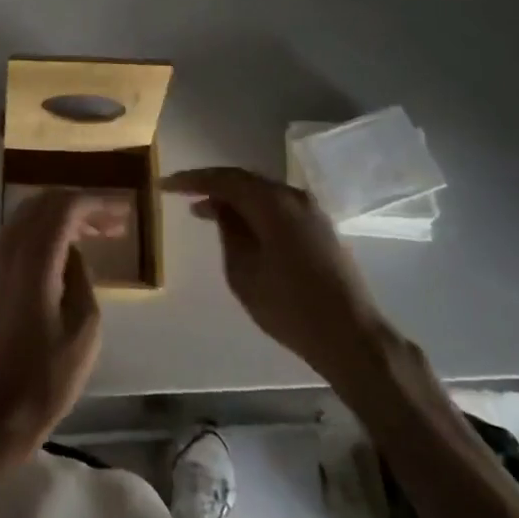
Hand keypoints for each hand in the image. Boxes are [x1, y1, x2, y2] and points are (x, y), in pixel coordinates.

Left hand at [0, 190, 123, 454]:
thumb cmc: (47, 376)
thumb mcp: (85, 328)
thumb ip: (82, 277)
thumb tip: (74, 253)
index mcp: (34, 258)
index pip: (65, 206)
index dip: (96, 203)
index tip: (123, 212)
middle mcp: (9, 248)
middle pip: (44, 203)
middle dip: (80, 206)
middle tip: (112, 224)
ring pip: (28, 216)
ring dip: (61, 217)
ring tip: (94, 235)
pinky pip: (17, 235)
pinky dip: (43, 232)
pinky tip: (64, 254)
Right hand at [165, 167, 396, 395]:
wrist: (353, 338)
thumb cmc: (290, 307)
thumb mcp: (244, 272)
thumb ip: (229, 232)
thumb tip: (222, 209)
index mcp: (272, 202)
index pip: (224, 179)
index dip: (192, 180)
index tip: (165, 184)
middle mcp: (293, 196)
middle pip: (245, 181)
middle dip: (213, 187)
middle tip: (185, 197)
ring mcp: (311, 211)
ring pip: (263, 193)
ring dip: (235, 200)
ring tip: (208, 213)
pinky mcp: (321, 228)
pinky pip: (278, 207)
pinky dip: (255, 211)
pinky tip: (243, 228)